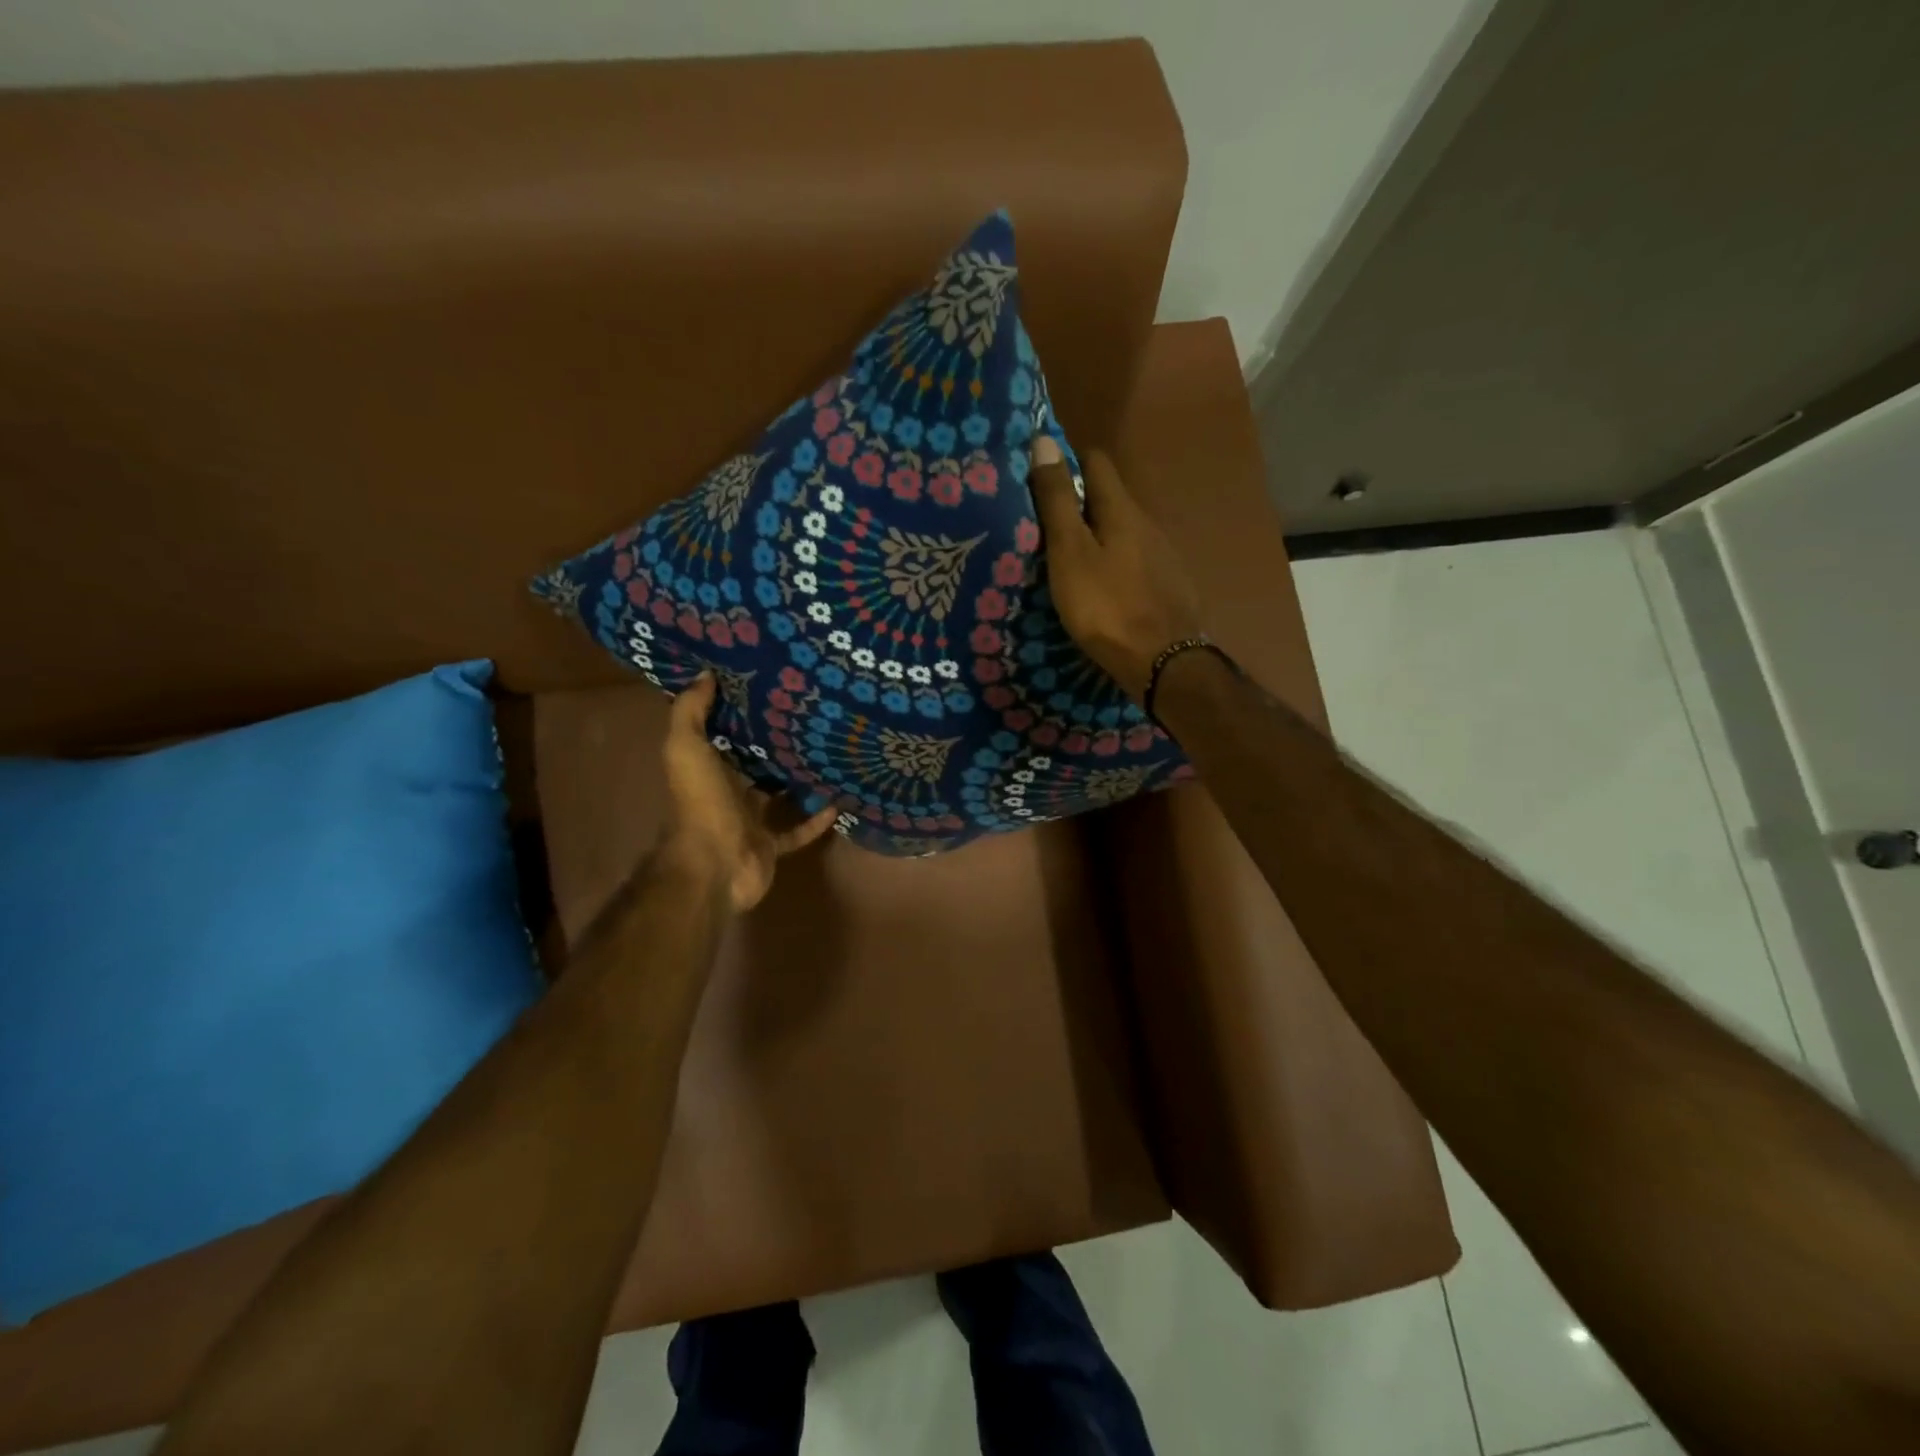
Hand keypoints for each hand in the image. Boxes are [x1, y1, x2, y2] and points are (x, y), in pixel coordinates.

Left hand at [660, 674, 837, 913]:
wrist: (715, 865)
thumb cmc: (701, 802)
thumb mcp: (687, 748)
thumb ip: (691, 711)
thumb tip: (705, 673)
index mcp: (707, 769)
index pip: (722, 736)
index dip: (738, 714)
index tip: (765, 689)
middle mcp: (727, 794)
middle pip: (753, 766)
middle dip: (774, 747)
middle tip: (807, 719)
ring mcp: (750, 822)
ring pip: (777, 798)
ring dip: (798, 783)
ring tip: (827, 755)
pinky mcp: (771, 846)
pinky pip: (797, 831)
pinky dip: (815, 820)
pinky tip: (838, 802)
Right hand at [1028, 436, 1204, 699]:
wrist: (1162, 662)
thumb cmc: (1106, 606)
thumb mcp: (1070, 552)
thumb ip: (1057, 501)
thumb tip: (1045, 441)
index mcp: (1121, 509)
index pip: (1096, 462)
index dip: (1067, 461)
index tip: (1039, 475)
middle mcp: (1147, 524)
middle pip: (1110, 498)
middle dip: (1079, 502)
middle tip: (1043, 522)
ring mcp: (1163, 556)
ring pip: (1123, 531)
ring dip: (1097, 535)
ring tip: (1067, 557)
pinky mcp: (1168, 586)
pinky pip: (1134, 560)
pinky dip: (1114, 562)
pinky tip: (1100, 586)